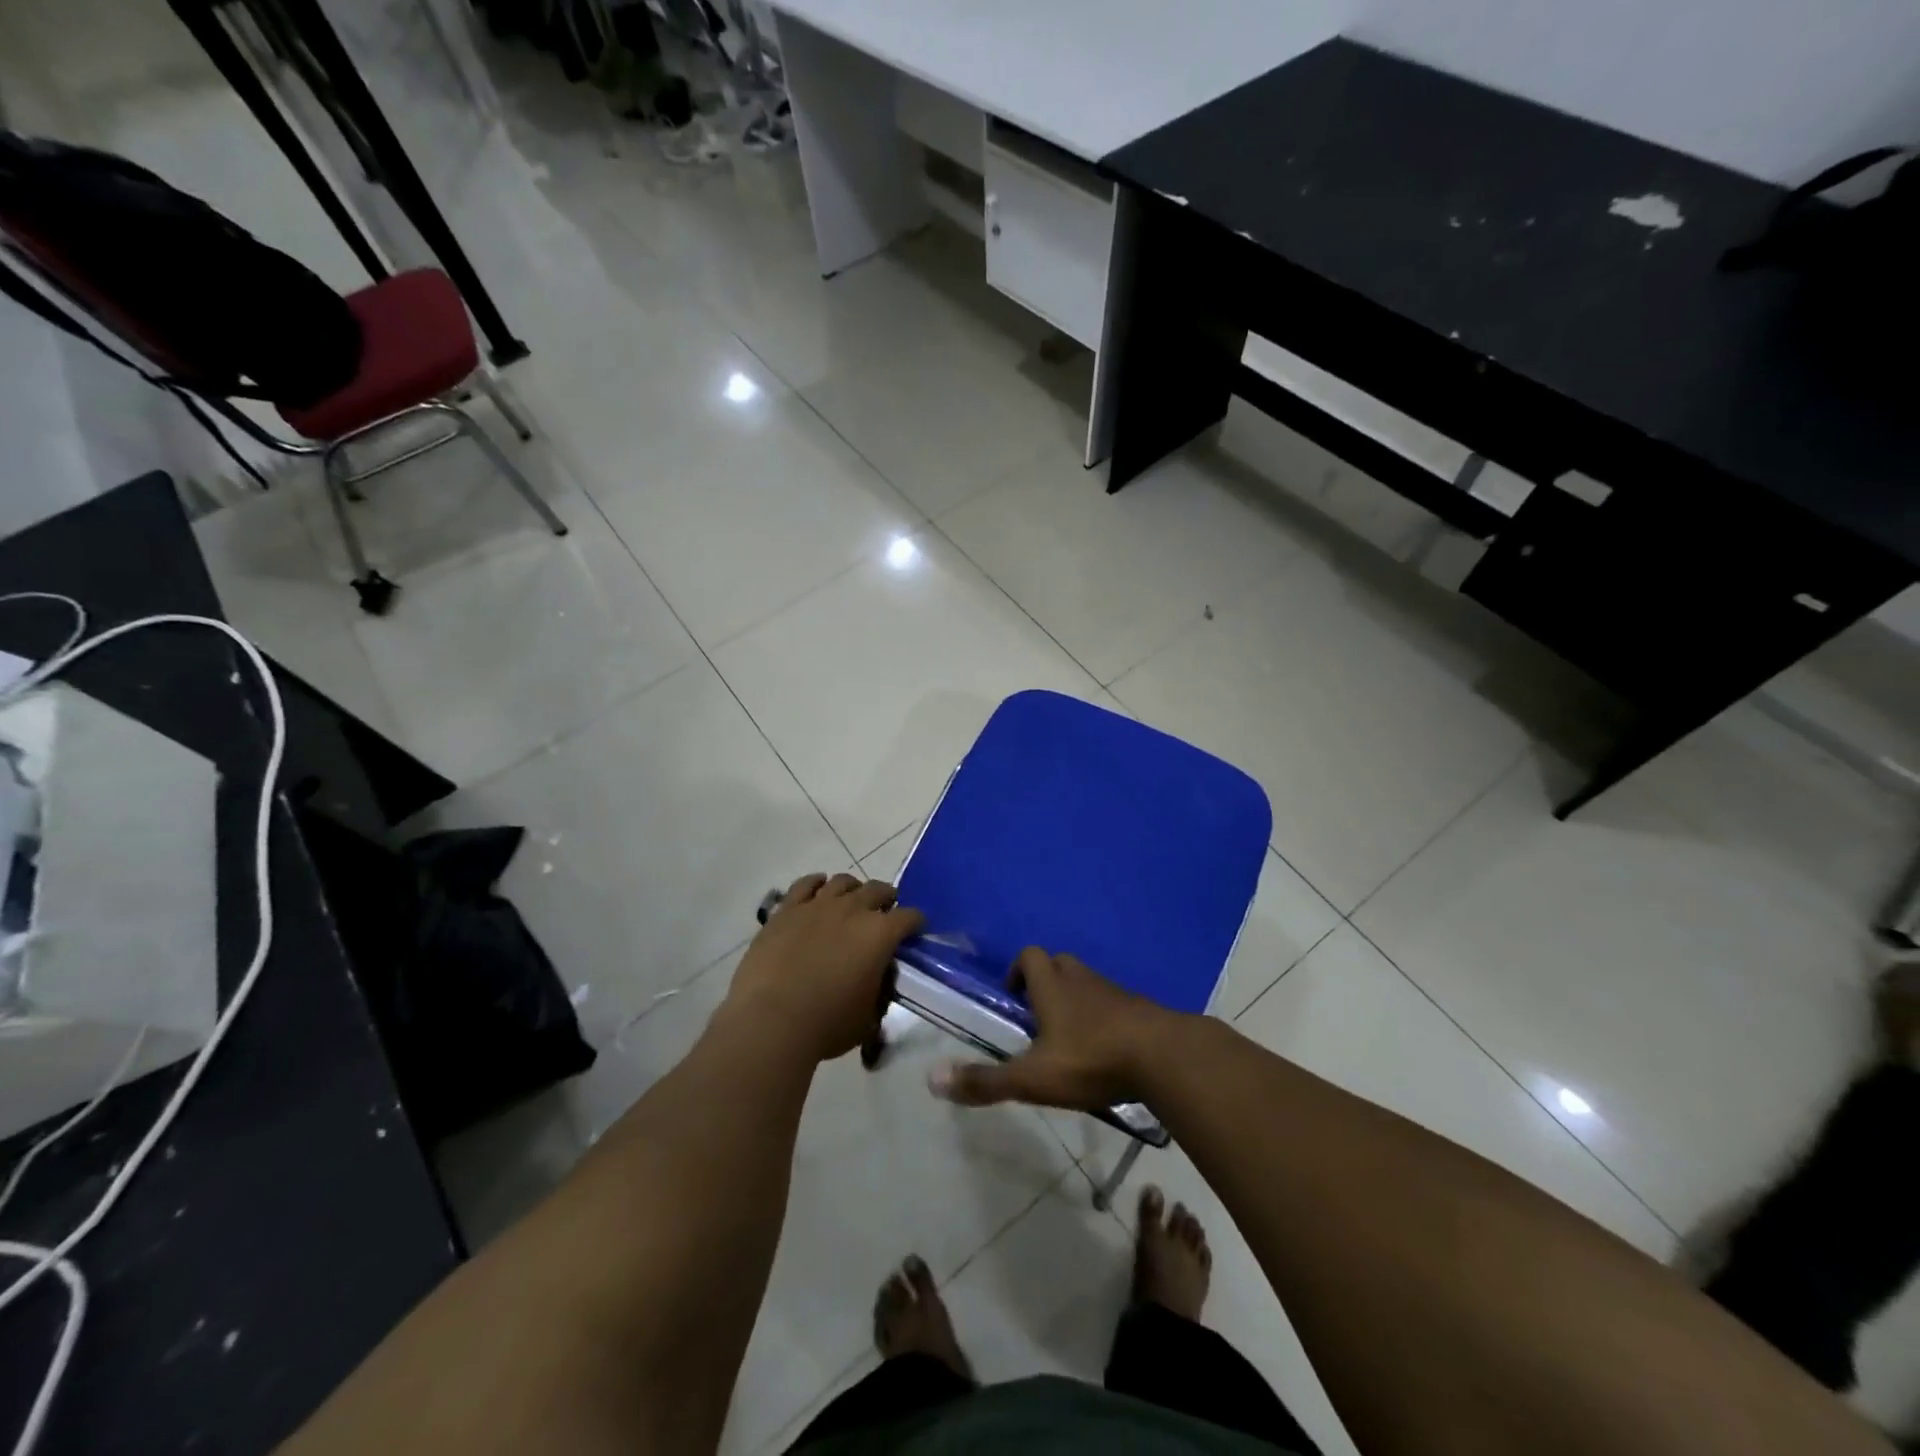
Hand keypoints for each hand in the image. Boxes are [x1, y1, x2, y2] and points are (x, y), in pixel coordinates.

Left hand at [721, 873, 924, 1063]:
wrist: (771, 1020)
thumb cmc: (827, 1024)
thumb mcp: (868, 1015)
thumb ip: (878, 989)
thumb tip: (878, 976)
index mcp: (880, 934)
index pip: (909, 917)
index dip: (915, 923)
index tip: (915, 930)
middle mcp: (852, 909)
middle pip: (878, 889)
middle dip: (887, 898)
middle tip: (885, 911)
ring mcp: (817, 905)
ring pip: (842, 882)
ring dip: (853, 889)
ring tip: (851, 901)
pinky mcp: (787, 909)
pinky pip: (805, 884)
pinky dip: (816, 883)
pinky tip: (819, 888)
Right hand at [929, 948, 1176, 1110]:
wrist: (1165, 1056)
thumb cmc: (1092, 1060)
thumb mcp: (1033, 1078)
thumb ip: (986, 1081)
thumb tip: (932, 1079)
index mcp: (1053, 986)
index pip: (1030, 956)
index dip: (1017, 971)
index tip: (1012, 1000)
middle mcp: (1082, 980)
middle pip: (1060, 963)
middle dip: (1046, 981)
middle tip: (1038, 1016)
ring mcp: (1115, 992)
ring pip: (1089, 982)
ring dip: (1076, 998)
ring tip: (1070, 1036)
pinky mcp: (1141, 1009)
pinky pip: (1115, 1002)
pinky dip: (1105, 1016)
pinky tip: (1106, 1048)